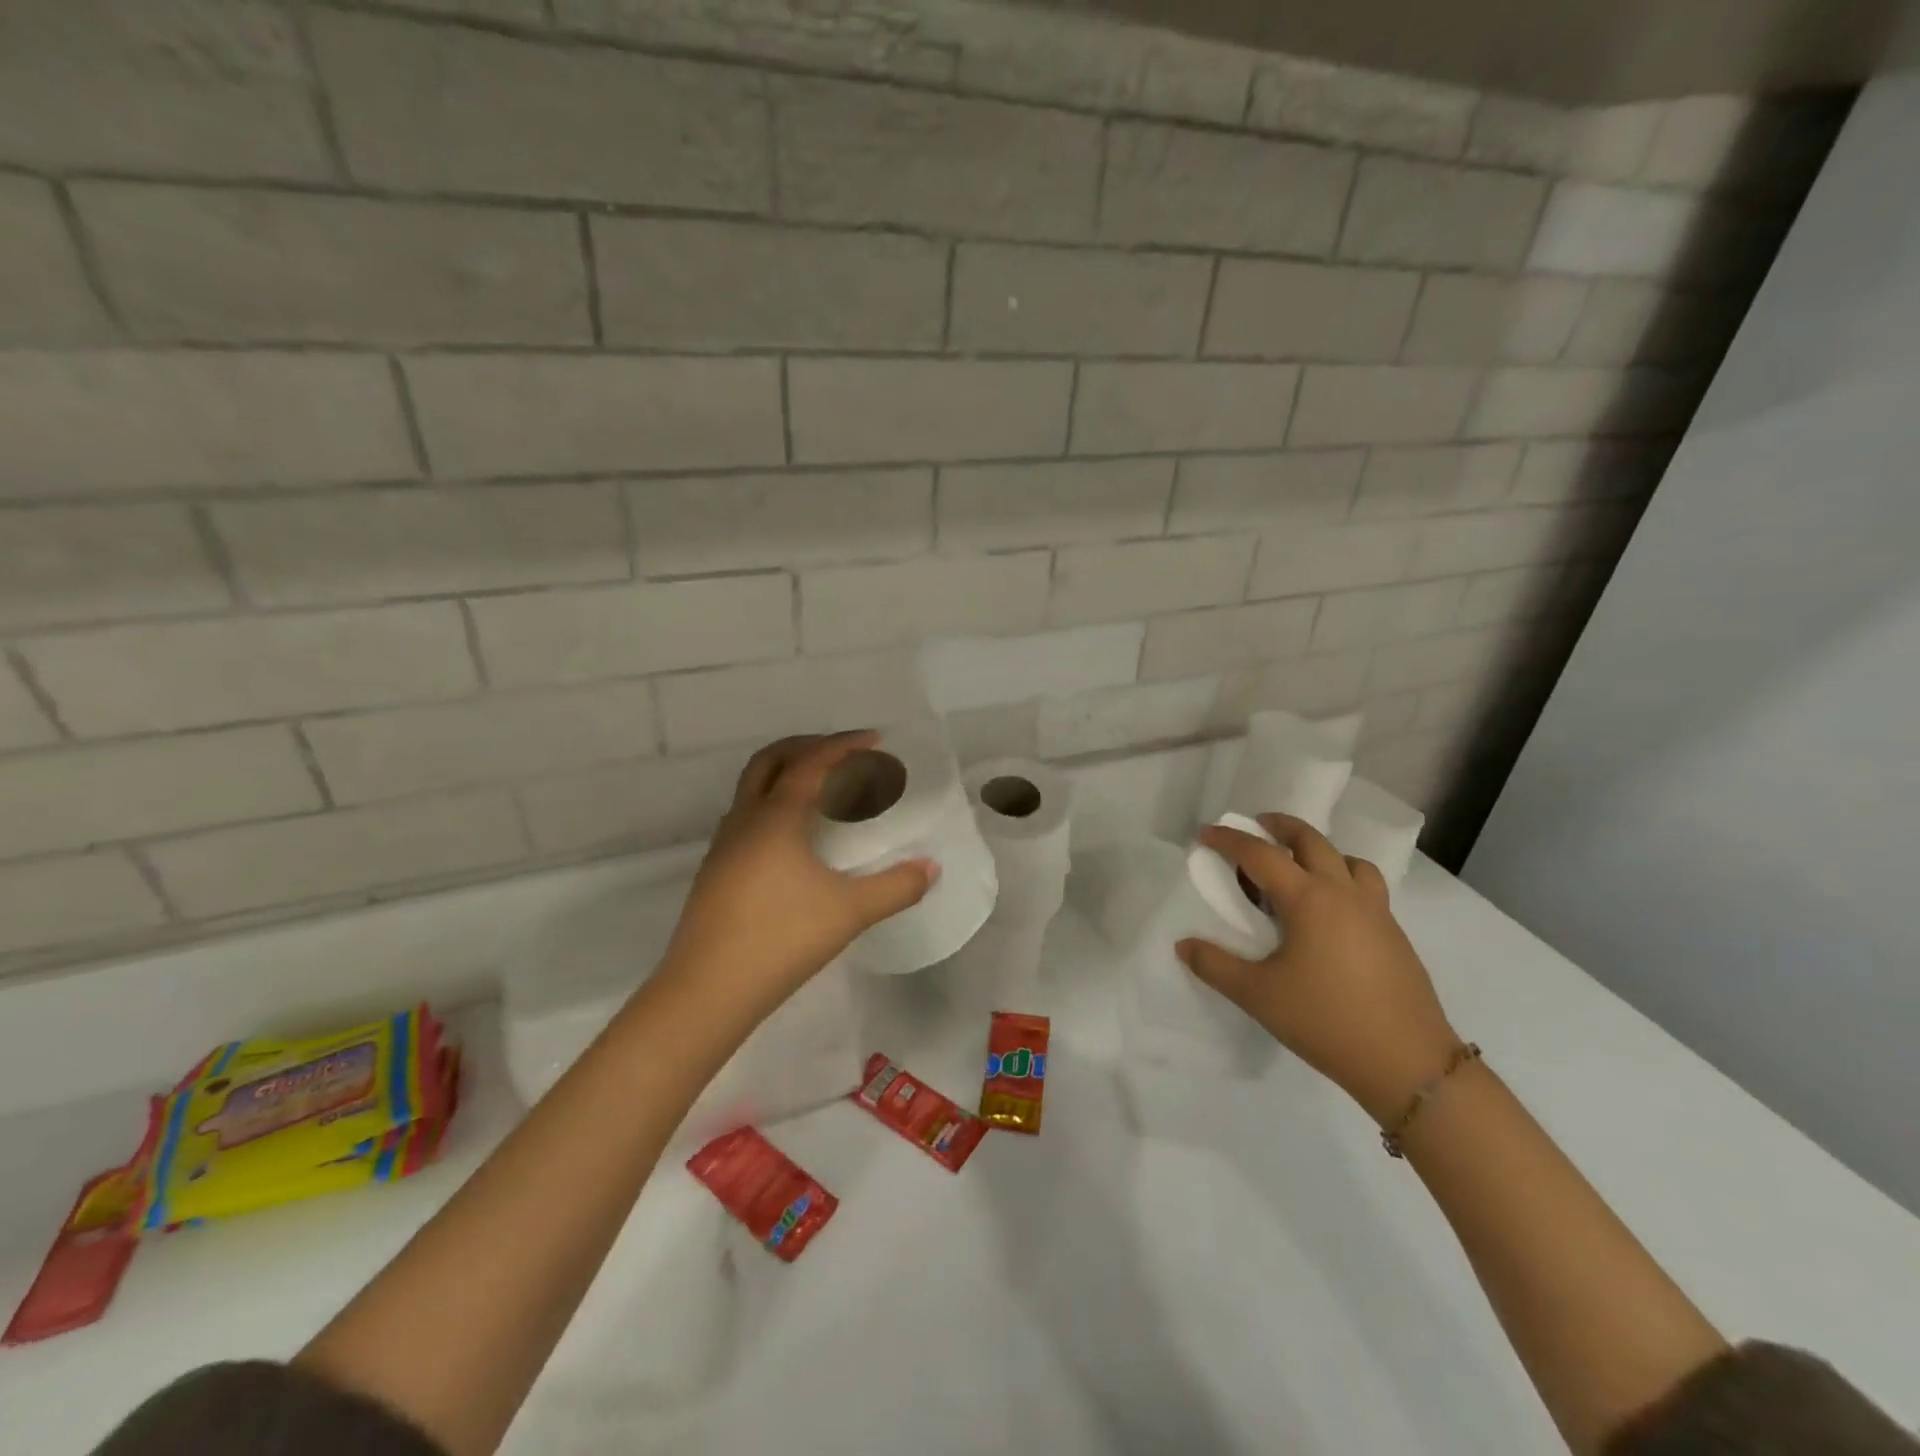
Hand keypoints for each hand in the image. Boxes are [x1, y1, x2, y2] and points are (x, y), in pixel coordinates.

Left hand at [659, 731, 935, 1022]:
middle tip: (842, 753)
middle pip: (770, 760)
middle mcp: (744, 820)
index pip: (810, 762)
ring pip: (752, 789)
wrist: (707, 990)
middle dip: (807, 747)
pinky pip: (747, 817)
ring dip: (786, 775)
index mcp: (775, 817)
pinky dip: (774, 806)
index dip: (843, 745)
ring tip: (824, 792)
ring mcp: (723, 846)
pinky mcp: (716, 872)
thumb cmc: (781, 939)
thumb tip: (931, 868)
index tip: (874, 739)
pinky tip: (796, 840)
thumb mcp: (849, 912)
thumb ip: (896, 887)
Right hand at [1178, 813, 1460, 1124]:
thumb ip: (1215, 965)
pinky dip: (1344, 878)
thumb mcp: (1258, 995)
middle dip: (1281, 826)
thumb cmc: (1325, 1020)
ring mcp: (1376, 912)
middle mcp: (1344, 893)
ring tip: (1300, 867)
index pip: (1261, 854)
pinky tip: (1331, 913)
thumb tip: (1183, 946)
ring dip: (1320, 851)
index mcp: (1309, 899)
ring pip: (1349, 860)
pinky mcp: (1395, 935)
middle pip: (1312, 841)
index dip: (1229, 840)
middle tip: (1258, 825)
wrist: (1408, 1063)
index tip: (1206, 833)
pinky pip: (1367, 887)